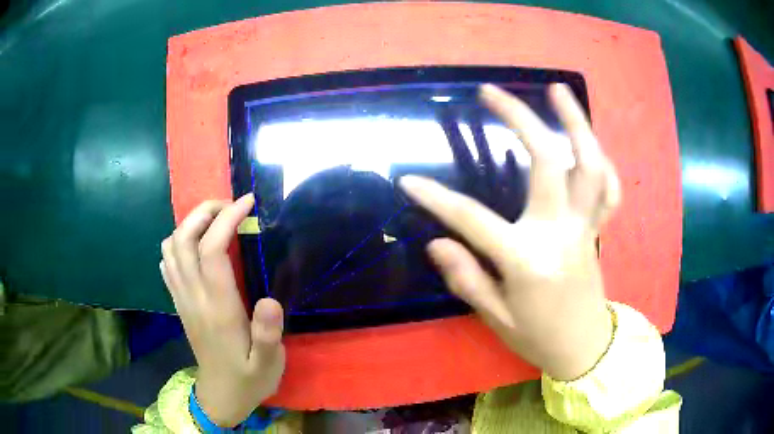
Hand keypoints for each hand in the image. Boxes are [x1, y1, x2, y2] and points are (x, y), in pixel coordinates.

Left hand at [160, 194, 284, 426]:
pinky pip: (167, 262)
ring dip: (190, 223)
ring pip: (171, 247)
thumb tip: (270, 300)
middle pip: (184, 239)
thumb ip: (268, 334)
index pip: (212, 251)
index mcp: (218, 309)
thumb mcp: (269, 364)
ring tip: (215, 220)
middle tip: (231, 206)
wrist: (221, 396)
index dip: (227, 219)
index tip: (248, 203)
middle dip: (204, 211)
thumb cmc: (249, 378)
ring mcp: (182, 298)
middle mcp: (194, 297)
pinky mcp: (178, 302)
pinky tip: (196, 244)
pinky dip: (178, 242)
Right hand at [400, 83, 618, 379]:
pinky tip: (585, 141)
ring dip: (575, 122)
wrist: (584, 347)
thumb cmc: (537, 337)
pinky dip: (600, 160)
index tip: (409, 181)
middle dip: (518, 119)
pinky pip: (608, 188)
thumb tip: (436, 243)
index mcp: (528, 260)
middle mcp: (560, 233)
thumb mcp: (495, 317)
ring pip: (589, 164)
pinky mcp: (596, 228)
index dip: (436, 199)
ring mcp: (584, 226)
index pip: (473, 220)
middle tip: (491, 92)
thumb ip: (467, 278)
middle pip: (546, 161)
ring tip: (557, 91)